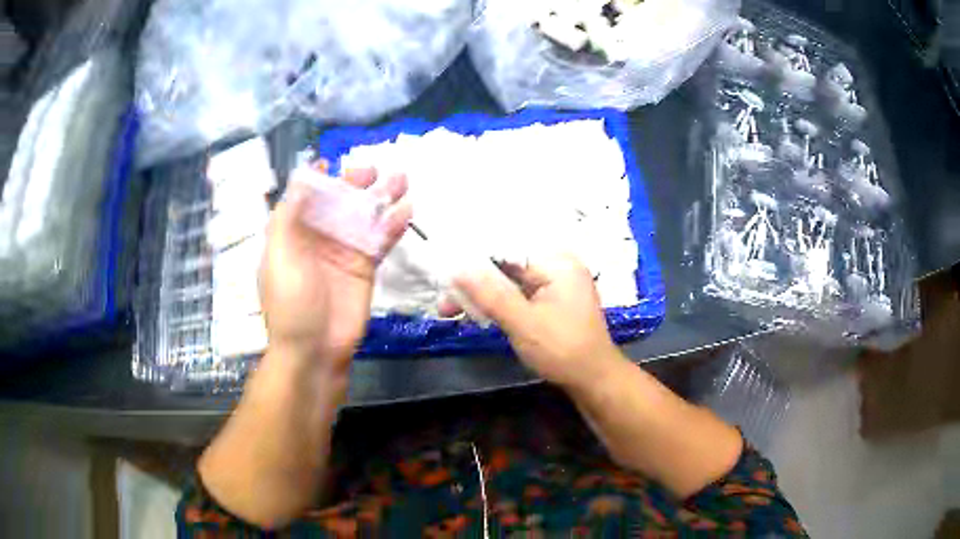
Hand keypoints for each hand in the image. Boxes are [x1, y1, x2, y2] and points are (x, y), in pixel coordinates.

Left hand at [259, 167, 410, 370]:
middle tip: (373, 171)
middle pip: (338, 202)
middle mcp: (318, 237)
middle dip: (355, 183)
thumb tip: (301, 179)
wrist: (314, 350)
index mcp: (292, 233)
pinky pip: (380, 240)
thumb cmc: (290, 302)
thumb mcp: (280, 256)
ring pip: (364, 216)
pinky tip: (406, 211)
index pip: (305, 198)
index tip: (331, 163)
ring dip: (381, 197)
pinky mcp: (365, 267)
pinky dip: (393, 225)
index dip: (317, 180)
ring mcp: (344, 251)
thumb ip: (289, 217)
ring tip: (401, 179)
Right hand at [452, 254, 622, 387]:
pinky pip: (519, 294)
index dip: (474, 258)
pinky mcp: (551, 302)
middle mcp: (556, 266)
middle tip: (445, 302)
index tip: (446, 273)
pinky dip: (498, 303)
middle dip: (475, 282)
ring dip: (483, 295)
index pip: (507, 248)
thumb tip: (457, 267)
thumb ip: (490, 293)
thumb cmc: (562, 350)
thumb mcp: (523, 322)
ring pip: (510, 281)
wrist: (594, 380)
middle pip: (507, 265)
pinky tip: (477, 313)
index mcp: (556, 262)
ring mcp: (555, 285)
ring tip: (450, 310)